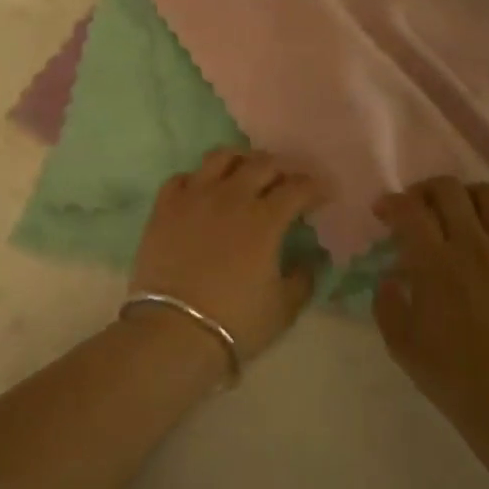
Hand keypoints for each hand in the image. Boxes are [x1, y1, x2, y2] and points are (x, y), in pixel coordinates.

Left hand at [130, 149, 328, 366]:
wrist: (173, 332)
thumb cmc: (235, 322)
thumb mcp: (283, 308)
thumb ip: (303, 279)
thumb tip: (310, 260)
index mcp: (265, 219)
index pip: (298, 188)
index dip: (315, 187)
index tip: (324, 194)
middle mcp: (232, 197)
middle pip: (262, 164)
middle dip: (282, 168)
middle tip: (287, 181)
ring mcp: (195, 197)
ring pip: (220, 157)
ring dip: (240, 160)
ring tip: (245, 171)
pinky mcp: (164, 207)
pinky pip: (182, 178)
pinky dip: (198, 179)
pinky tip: (203, 191)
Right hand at [373, 178, 488, 425]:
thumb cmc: (447, 371)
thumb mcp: (398, 340)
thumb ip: (387, 300)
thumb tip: (392, 277)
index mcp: (433, 262)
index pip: (409, 208)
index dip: (391, 202)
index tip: (384, 214)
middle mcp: (471, 246)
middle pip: (448, 188)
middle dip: (425, 189)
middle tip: (418, 208)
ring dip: (466, 197)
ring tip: (458, 215)